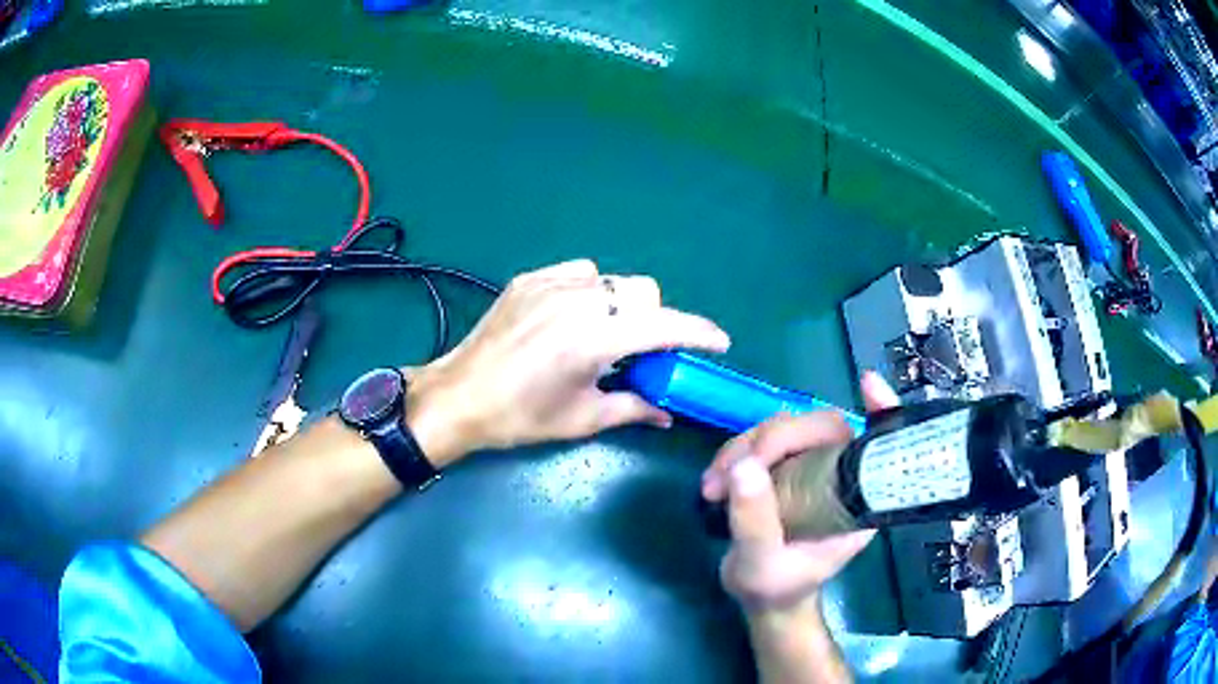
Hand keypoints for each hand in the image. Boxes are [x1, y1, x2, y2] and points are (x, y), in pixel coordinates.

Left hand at [406, 259, 729, 465]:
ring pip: (612, 280)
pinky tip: (573, 317)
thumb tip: (668, 413)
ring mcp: (550, 283)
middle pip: (644, 291)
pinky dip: (590, 291)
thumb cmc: (521, 416)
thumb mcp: (583, 418)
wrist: (459, 396)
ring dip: (622, 305)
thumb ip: (634, 408)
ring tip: (603, 334)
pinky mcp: (530, 278)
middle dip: (655, 319)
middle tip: (642, 351)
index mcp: (593, 339)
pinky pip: (579, 272)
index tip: (718, 342)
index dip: (698, 332)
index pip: (664, 325)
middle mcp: (576, 300)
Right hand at [699, 373, 897, 683]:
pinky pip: (762, 441)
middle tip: (730, 472)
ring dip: (742, 447)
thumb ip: (755, 521)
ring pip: (784, 428)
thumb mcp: (761, 564)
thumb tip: (744, 466)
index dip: (882, 410)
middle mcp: (840, 475)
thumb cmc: (776, 587)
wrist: (762, 598)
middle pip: (817, 427)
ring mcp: (812, 468)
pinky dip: (735, 453)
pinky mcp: (786, 468)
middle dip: (771, 439)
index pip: (878, 443)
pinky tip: (714, 482)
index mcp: (856, 498)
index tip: (867, 384)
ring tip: (712, 487)